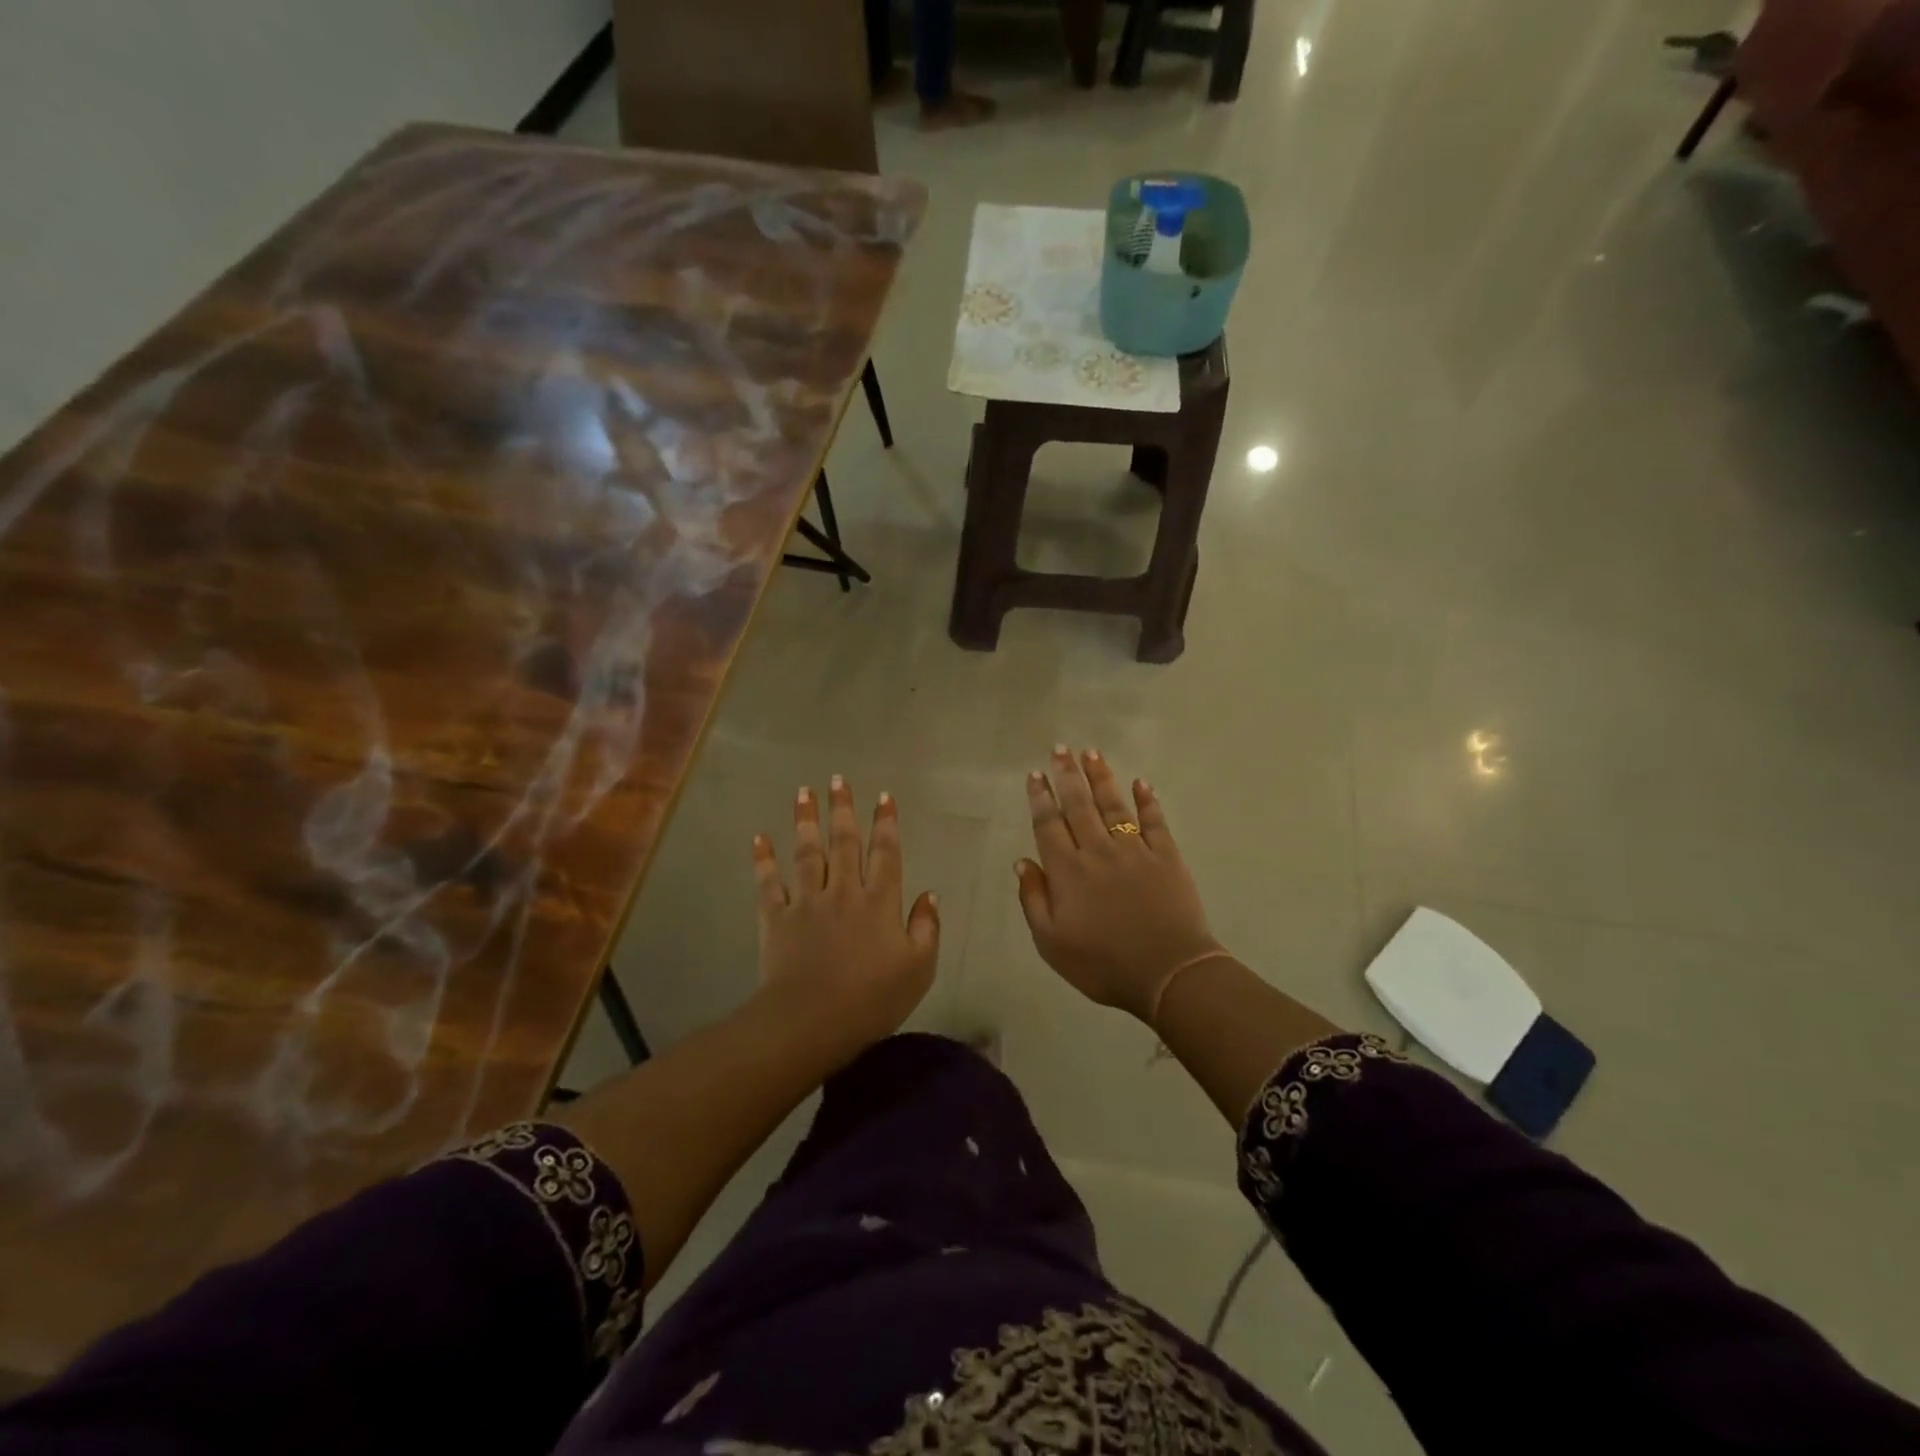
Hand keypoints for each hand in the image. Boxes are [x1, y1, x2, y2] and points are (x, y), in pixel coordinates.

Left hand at [752, 776, 939, 1062]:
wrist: (811, 1021)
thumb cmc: (872, 999)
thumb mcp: (919, 968)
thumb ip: (927, 928)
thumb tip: (930, 894)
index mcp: (880, 902)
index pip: (886, 853)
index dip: (886, 823)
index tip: (884, 796)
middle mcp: (844, 891)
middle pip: (844, 842)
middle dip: (842, 809)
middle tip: (838, 779)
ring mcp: (807, 902)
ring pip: (807, 852)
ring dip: (806, 820)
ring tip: (803, 792)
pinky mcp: (776, 918)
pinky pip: (768, 882)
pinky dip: (764, 860)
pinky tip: (760, 838)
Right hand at [1016, 747, 1224, 1022]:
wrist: (1168, 973)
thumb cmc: (1102, 964)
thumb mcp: (1051, 943)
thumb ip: (1033, 899)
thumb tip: (1022, 861)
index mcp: (1067, 871)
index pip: (1049, 825)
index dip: (1040, 798)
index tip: (1035, 774)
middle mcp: (1098, 851)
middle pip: (1079, 805)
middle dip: (1067, 775)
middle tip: (1060, 749)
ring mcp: (1135, 851)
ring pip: (1114, 805)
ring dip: (1101, 778)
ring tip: (1091, 754)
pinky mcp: (1166, 857)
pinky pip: (1154, 821)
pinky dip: (1147, 800)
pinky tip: (1141, 782)